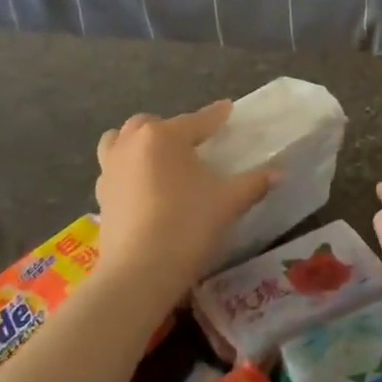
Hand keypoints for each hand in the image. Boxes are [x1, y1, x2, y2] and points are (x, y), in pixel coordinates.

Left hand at [94, 101, 277, 297]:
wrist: (140, 271)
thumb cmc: (187, 225)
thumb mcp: (228, 202)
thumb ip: (254, 183)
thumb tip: (280, 172)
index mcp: (164, 136)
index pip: (197, 121)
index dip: (216, 116)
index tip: (228, 109)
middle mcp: (132, 143)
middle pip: (152, 124)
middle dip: (172, 128)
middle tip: (193, 143)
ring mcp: (110, 168)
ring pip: (120, 140)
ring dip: (138, 142)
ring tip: (157, 157)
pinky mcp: (101, 194)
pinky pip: (113, 169)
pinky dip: (127, 169)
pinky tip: (142, 186)